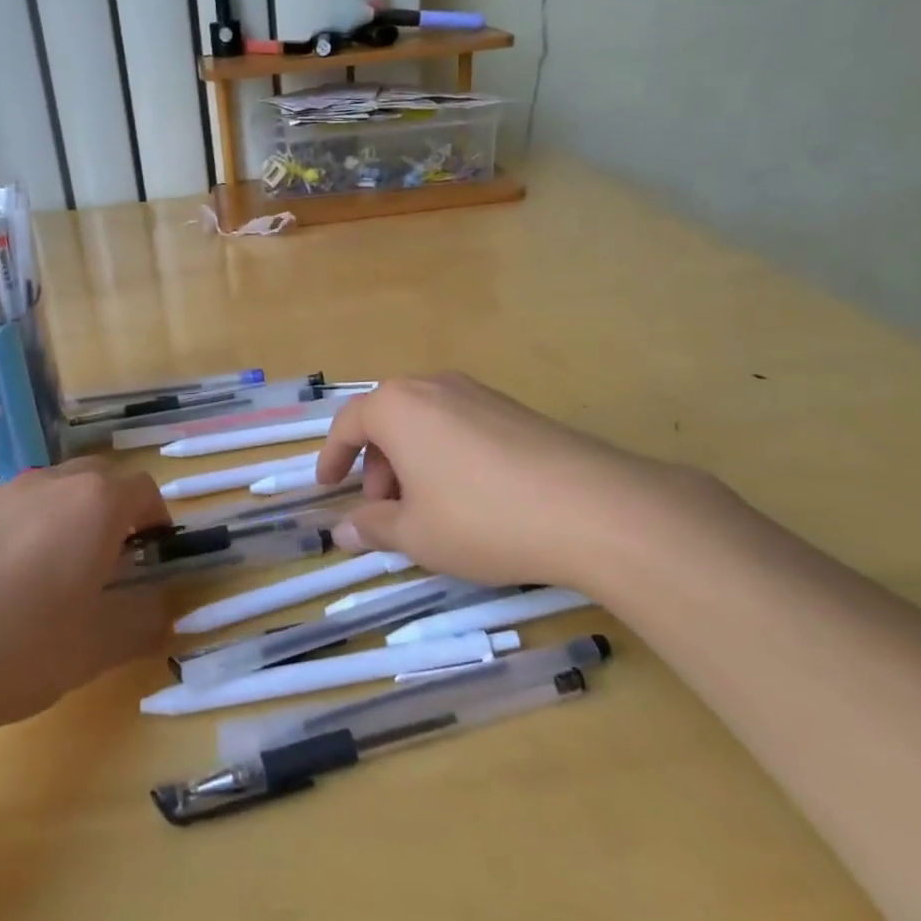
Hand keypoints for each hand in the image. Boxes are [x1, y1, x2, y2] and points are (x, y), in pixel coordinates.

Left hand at [0, 460, 170, 746]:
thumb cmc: (14, 646)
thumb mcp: (95, 648)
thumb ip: (143, 621)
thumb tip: (163, 606)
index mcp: (94, 503)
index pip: (144, 491)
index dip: (158, 520)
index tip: (155, 555)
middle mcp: (50, 483)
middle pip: (100, 481)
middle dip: (117, 514)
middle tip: (113, 565)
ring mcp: (0, 495)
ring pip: (54, 492)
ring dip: (70, 520)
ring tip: (59, 576)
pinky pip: (13, 510)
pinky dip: (28, 531)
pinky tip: (5, 586)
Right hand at [316, 373, 719, 591]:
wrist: (592, 507)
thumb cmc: (481, 518)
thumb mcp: (416, 534)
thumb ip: (374, 527)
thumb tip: (344, 530)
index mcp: (398, 406)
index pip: (349, 423)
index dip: (332, 457)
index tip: (327, 486)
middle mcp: (434, 386)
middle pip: (388, 419)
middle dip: (376, 464)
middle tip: (383, 507)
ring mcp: (479, 393)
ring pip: (426, 423)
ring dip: (412, 461)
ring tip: (427, 508)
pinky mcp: (515, 409)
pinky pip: (461, 426)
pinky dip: (446, 455)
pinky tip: (470, 498)